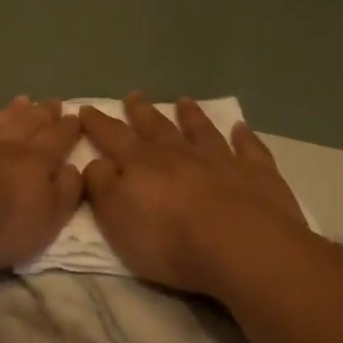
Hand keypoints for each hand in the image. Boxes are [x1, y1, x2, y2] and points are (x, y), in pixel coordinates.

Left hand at [0, 96, 83, 269]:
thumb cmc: (4, 222)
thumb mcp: (50, 217)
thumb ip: (66, 191)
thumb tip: (74, 168)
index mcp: (35, 161)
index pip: (57, 139)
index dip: (68, 129)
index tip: (77, 115)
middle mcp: (2, 147)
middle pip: (27, 125)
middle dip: (42, 114)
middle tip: (53, 102)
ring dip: (6, 113)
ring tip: (20, 99)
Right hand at [81, 94, 309, 296]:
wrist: (242, 246)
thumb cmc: (169, 240)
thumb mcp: (117, 220)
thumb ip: (102, 187)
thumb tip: (95, 162)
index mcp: (142, 164)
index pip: (113, 137)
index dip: (98, 124)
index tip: (85, 108)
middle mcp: (180, 153)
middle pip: (156, 127)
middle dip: (141, 111)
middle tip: (133, 95)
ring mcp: (221, 160)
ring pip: (202, 130)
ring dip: (191, 116)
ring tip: (184, 101)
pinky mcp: (257, 174)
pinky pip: (249, 148)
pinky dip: (244, 137)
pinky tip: (241, 128)